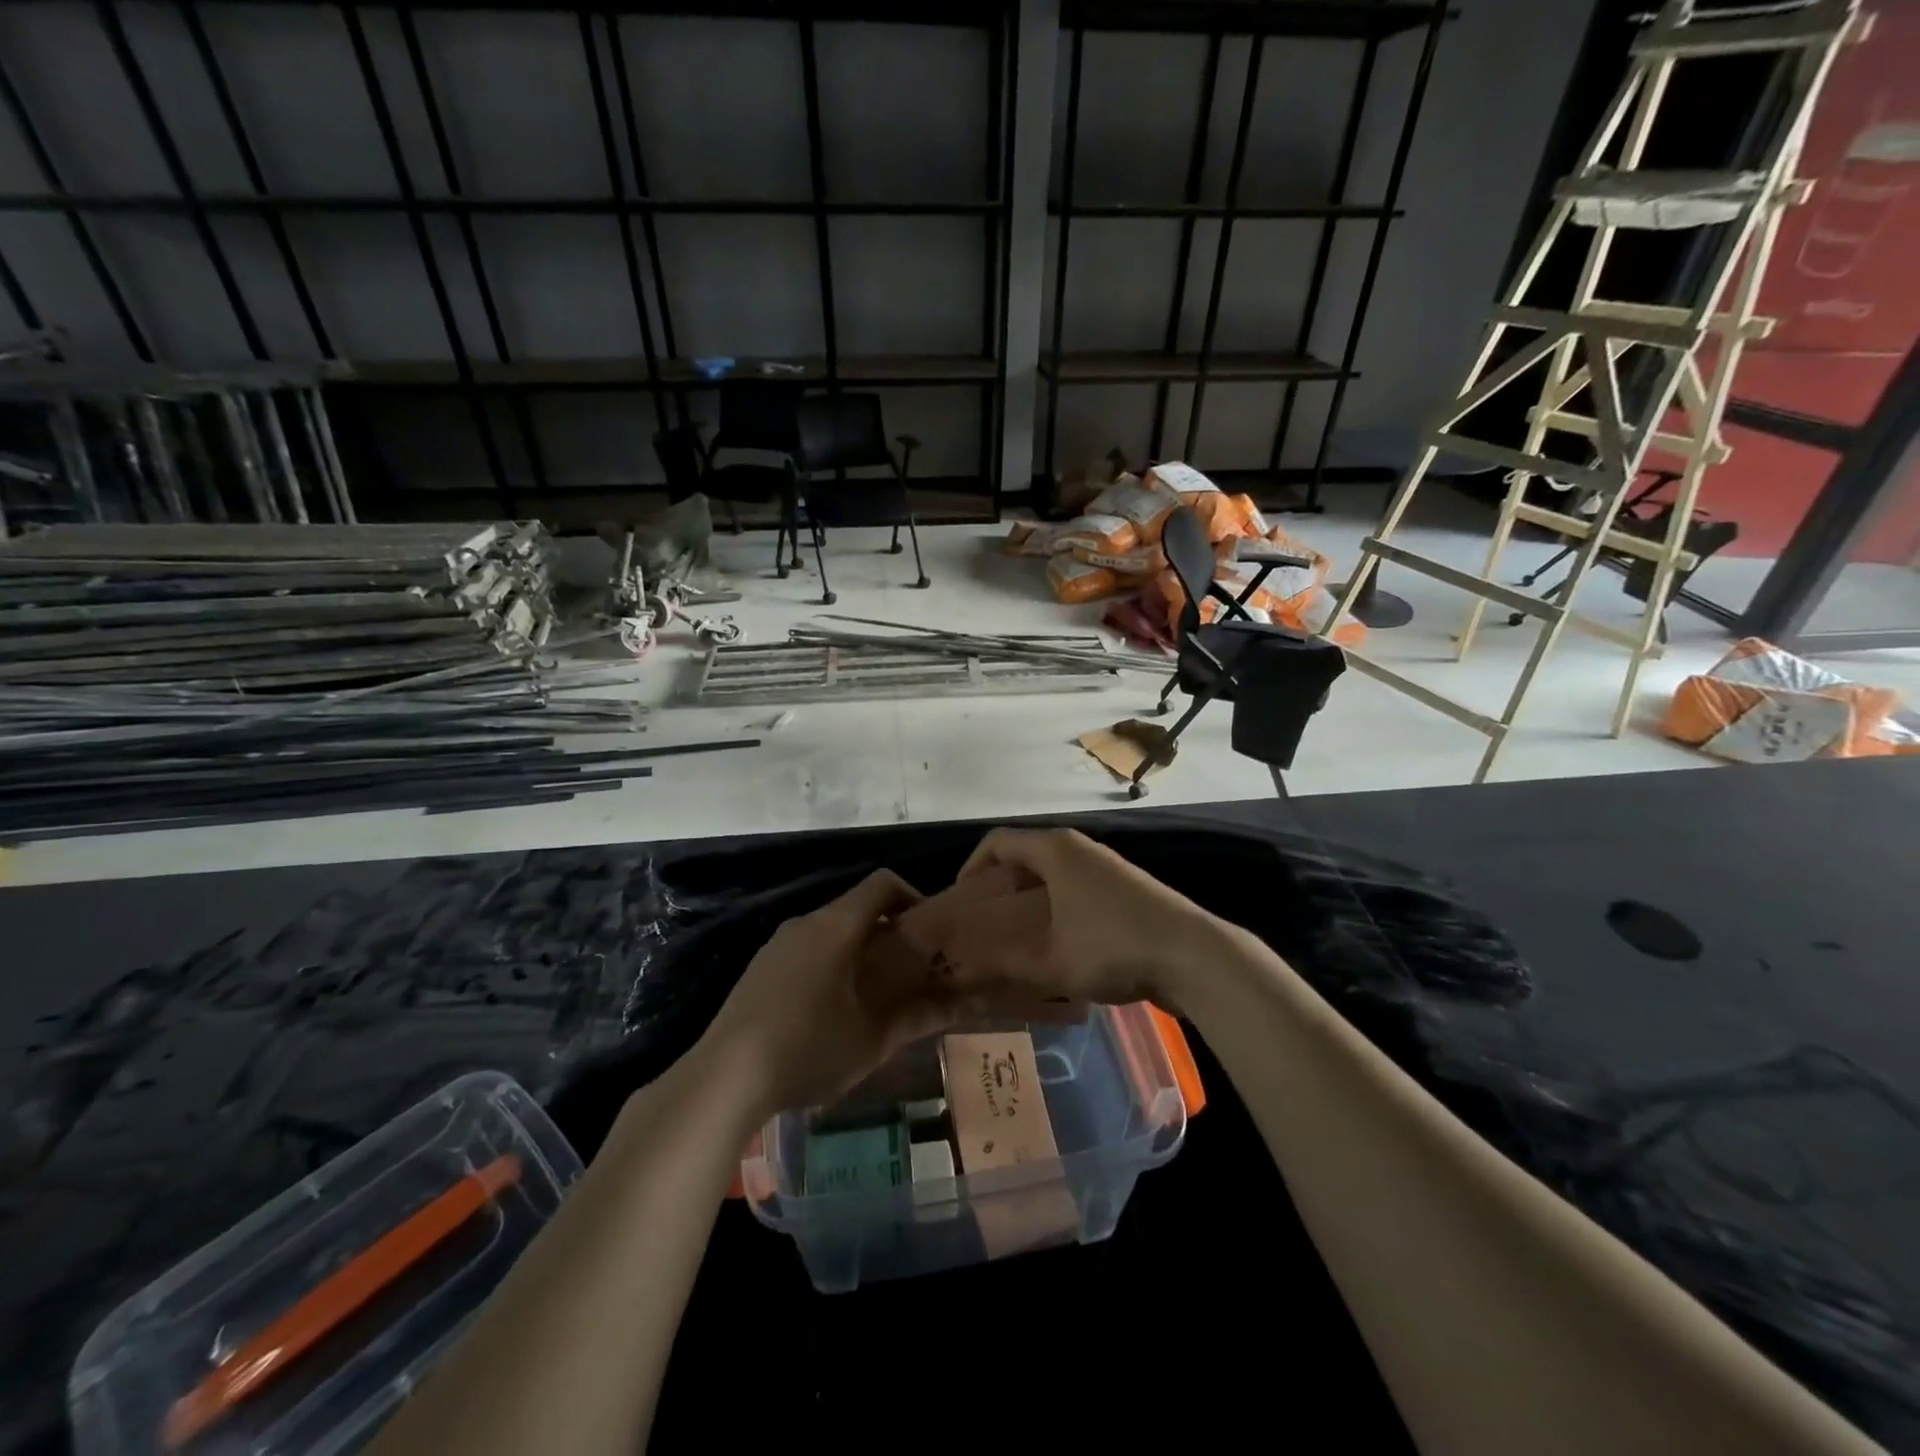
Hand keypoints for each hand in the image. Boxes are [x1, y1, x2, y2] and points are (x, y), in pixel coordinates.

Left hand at [698, 870, 972, 1116]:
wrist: (725, 1077)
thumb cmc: (809, 1048)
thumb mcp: (873, 1040)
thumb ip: (919, 1018)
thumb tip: (960, 1004)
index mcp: (837, 926)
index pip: (883, 883)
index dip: (912, 895)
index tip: (929, 930)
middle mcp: (806, 922)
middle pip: (855, 908)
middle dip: (887, 931)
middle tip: (909, 969)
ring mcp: (777, 944)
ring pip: (829, 931)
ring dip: (856, 950)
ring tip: (873, 994)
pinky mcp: (758, 968)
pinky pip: (805, 951)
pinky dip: (828, 964)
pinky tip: (829, 1011)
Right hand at [901, 827, 1229, 1011]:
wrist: (1192, 956)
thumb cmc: (1113, 948)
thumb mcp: (1051, 962)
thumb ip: (1003, 963)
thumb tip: (963, 968)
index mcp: (1056, 850)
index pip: (998, 841)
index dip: (972, 866)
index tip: (961, 900)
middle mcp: (1079, 848)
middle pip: (1025, 853)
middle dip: (999, 884)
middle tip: (983, 920)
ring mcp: (1106, 866)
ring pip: (1053, 871)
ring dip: (1029, 897)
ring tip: (1014, 934)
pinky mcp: (1124, 887)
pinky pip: (1075, 884)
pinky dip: (1055, 904)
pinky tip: (1057, 940)